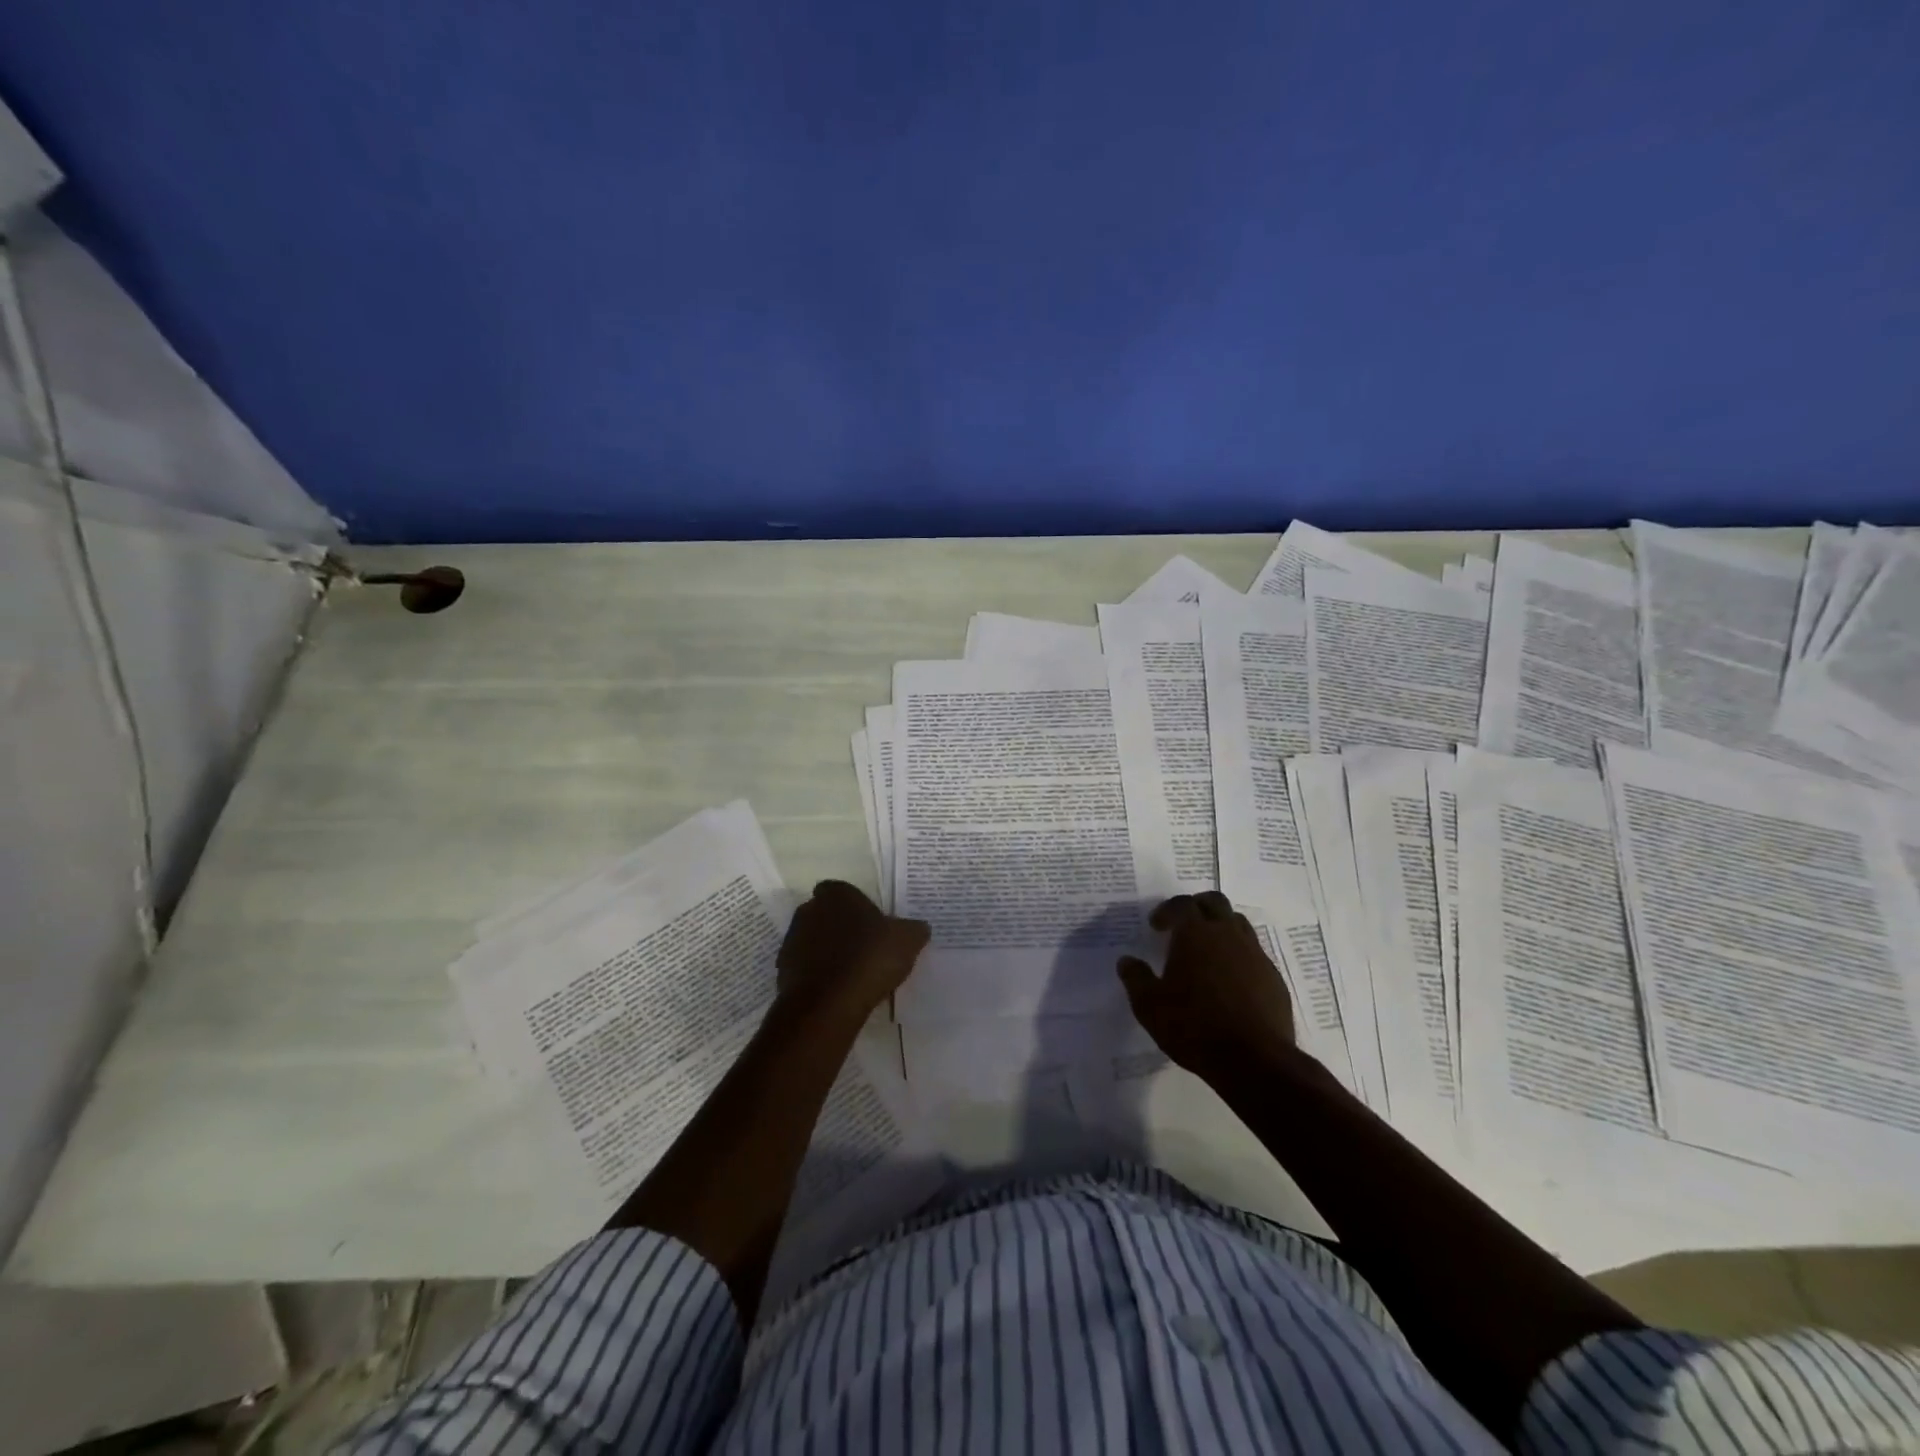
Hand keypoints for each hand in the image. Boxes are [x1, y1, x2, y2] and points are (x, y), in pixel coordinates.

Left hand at [776, 881, 929, 1023]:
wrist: (828, 1003)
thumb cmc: (869, 958)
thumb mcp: (907, 940)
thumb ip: (914, 929)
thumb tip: (919, 927)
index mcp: (837, 894)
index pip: (842, 890)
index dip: (855, 905)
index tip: (870, 923)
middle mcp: (809, 910)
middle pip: (825, 913)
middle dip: (839, 926)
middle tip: (863, 947)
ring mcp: (792, 940)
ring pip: (812, 940)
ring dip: (826, 951)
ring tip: (851, 972)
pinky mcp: (783, 970)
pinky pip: (805, 966)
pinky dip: (817, 974)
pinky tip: (836, 989)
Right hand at [1117, 891, 1294, 1077]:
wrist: (1254, 1060)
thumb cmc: (1194, 1026)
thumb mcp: (1149, 1006)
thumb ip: (1136, 978)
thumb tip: (1126, 961)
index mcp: (1195, 934)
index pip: (1181, 904)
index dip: (1167, 910)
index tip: (1156, 926)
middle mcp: (1228, 935)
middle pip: (1215, 903)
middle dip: (1197, 907)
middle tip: (1183, 926)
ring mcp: (1255, 955)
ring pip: (1239, 924)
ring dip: (1221, 928)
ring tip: (1208, 951)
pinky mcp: (1273, 978)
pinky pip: (1254, 954)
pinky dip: (1239, 956)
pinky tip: (1229, 981)